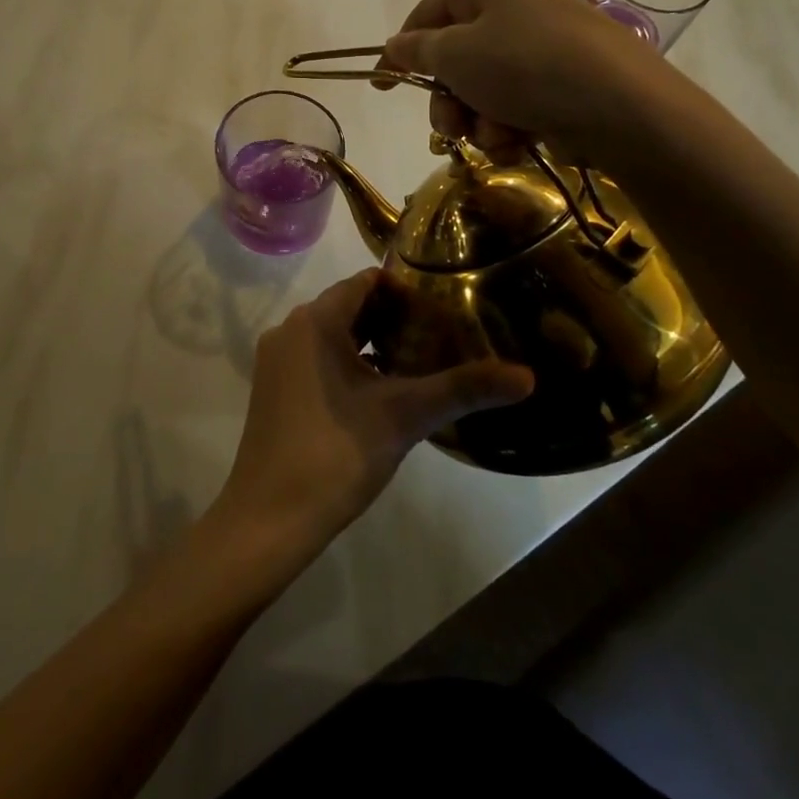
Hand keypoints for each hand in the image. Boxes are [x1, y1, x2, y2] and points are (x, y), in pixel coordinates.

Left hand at [212, 270, 534, 553]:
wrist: (270, 516)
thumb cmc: (336, 453)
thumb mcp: (405, 416)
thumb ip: (464, 390)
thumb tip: (527, 377)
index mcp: (315, 320)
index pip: (365, 282)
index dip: (406, 291)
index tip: (444, 308)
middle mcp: (291, 329)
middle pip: (349, 306)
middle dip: (394, 318)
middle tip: (441, 336)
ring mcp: (277, 359)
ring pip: (333, 335)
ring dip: (372, 343)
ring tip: (419, 362)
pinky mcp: (274, 387)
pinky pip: (317, 358)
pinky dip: (349, 364)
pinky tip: (381, 392)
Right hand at [376, 0, 676, 168]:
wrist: (621, 105)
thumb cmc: (524, 66)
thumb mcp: (455, 55)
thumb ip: (416, 51)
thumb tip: (394, 45)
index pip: (423, 16)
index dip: (398, 55)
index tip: (381, 88)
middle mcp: (511, 1)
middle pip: (453, 58)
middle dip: (448, 102)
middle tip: (452, 128)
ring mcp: (539, 40)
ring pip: (482, 87)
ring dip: (479, 121)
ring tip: (499, 137)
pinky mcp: (562, 75)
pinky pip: (515, 101)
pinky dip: (510, 127)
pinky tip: (520, 142)